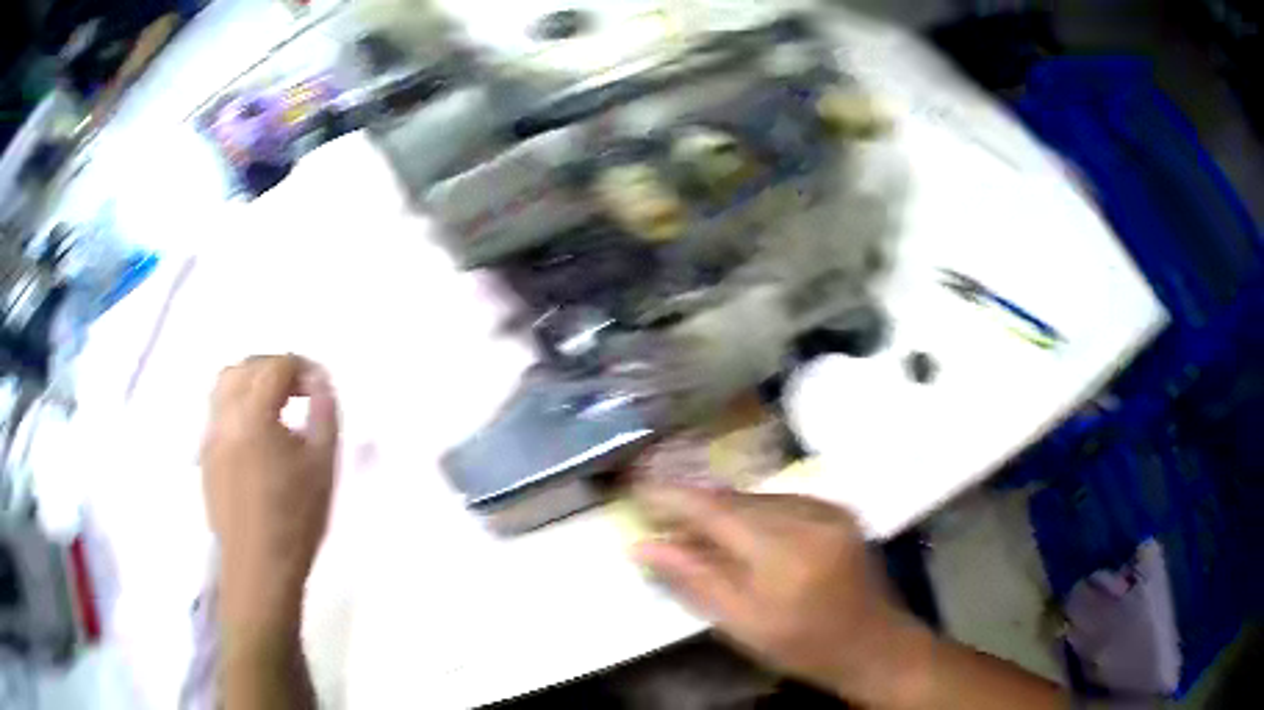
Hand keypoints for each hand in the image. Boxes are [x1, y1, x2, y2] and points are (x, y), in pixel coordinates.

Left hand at [201, 355, 339, 634]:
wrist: (259, 568)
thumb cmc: (296, 519)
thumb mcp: (323, 465)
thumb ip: (324, 412)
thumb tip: (321, 381)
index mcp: (253, 414)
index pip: (276, 366)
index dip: (302, 367)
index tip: (321, 385)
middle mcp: (224, 416)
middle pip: (245, 367)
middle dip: (275, 367)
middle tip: (300, 389)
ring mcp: (209, 435)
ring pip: (224, 385)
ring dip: (251, 381)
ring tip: (276, 405)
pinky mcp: (205, 456)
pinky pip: (217, 410)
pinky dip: (238, 404)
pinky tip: (257, 434)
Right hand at [633, 484, 933, 706]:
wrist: (874, 644)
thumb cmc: (804, 646)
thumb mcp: (742, 624)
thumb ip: (694, 580)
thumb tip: (644, 545)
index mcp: (784, 552)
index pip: (716, 511)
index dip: (673, 497)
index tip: (637, 490)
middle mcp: (810, 517)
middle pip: (737, 500)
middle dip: (695, 504)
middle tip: (659, 514)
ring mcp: (830, 509)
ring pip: (759, 497)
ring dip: (724, 509)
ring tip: (692, 524)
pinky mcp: (839, 510)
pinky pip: (783, 501)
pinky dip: (754, 512)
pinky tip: (738, 530)